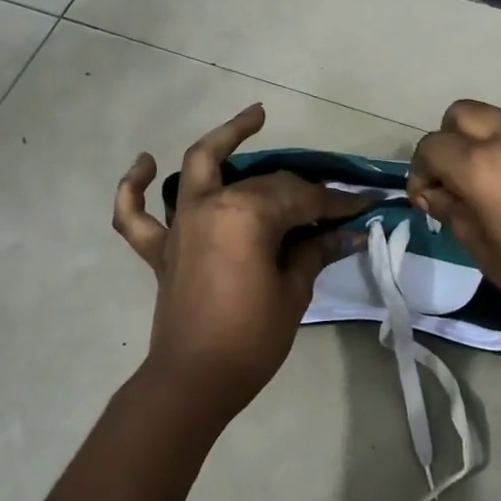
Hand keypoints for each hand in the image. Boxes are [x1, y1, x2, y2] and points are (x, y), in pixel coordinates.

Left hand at [113, 104, 371, 416]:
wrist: (194, 381)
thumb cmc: (251, 339)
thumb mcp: (293, 293)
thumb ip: (314, 252)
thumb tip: (347, 234)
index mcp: (246, 215)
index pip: (301, 199)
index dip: (336, 204)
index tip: (366, 205)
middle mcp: (209, 205)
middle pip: (264, 183)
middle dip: (303, 191)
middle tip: (333, 202)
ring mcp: (179, 223)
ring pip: (199, 166)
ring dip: (225, 139)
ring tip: (255, 119)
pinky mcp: (159, 248)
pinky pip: (135, 212)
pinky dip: (134, 185)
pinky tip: (145, 162)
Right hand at [408, 100, 500, 348]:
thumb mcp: (485, 253)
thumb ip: (453, 212)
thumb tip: (438, 194)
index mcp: (483, 166)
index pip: (431, 147)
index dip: (421, 174)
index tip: (429, 202)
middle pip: (461, 113)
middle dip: (450, 142)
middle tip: (458, 181)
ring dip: (486, 145)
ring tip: (498, 188)